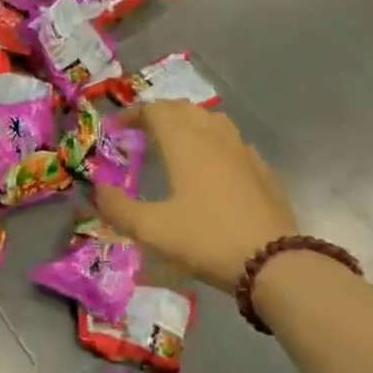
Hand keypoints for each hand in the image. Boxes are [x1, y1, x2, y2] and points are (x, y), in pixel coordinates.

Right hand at [93, 102, 296, 294]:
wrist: (274, 263)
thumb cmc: (206, 239)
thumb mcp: (151, 229)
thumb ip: (118, 207)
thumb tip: (98, 189)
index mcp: (185, 143)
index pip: (156, 111)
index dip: (133, 114)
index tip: (117, 129)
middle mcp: (214, 138)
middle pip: (184, 109)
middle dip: (159, 115)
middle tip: (141, 133)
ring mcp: (243, 152)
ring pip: (212, 120)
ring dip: (188, 123)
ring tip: (175, 143)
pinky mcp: (262, 171)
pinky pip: (233, 142)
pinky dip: (214, 142)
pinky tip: (211, 166)